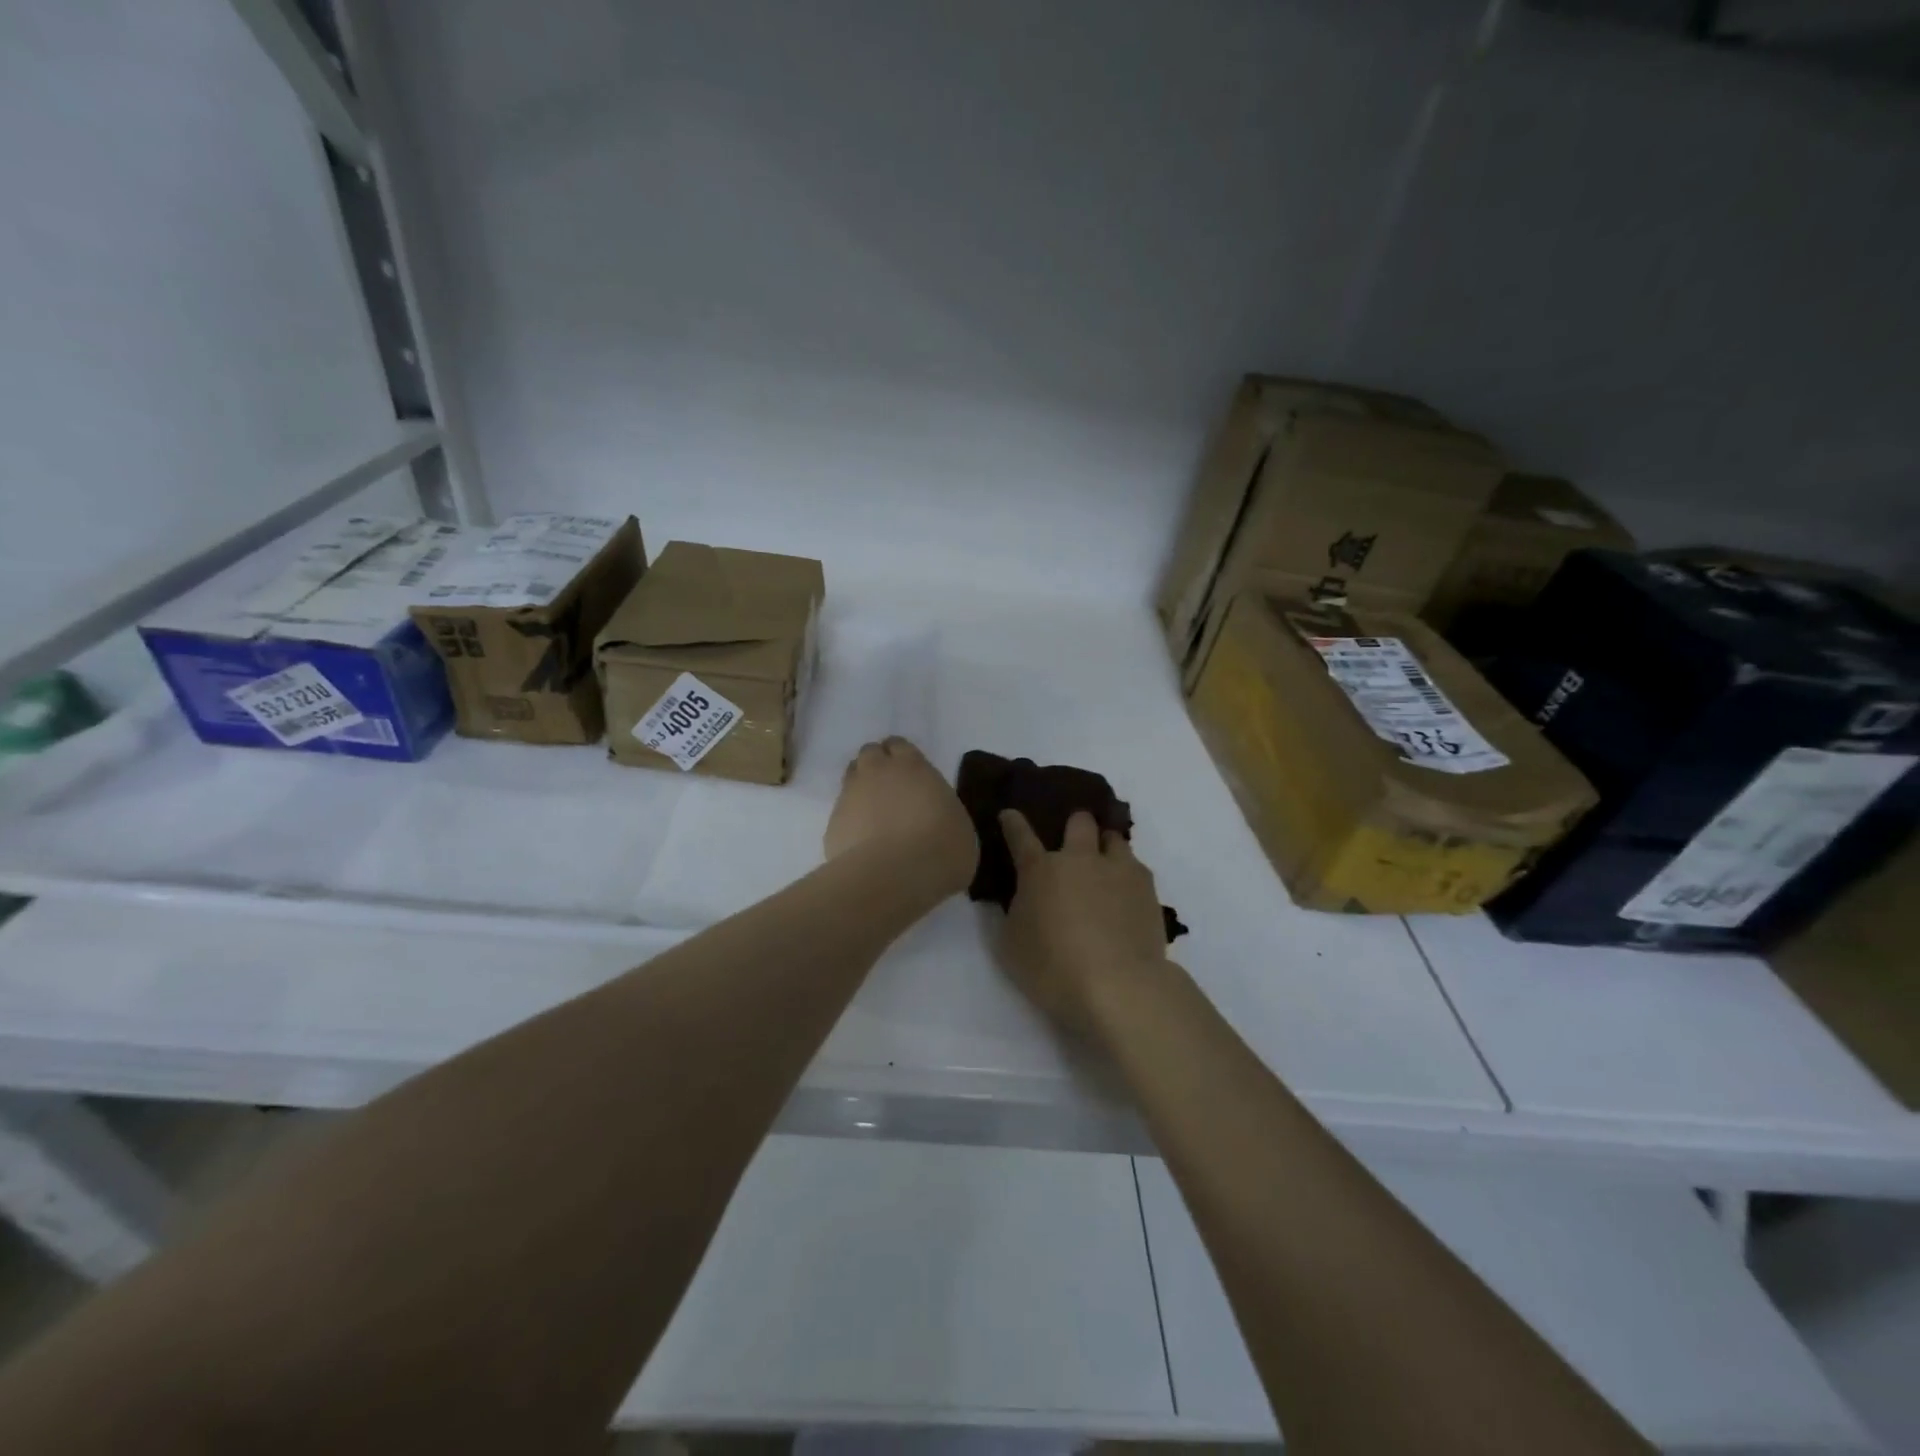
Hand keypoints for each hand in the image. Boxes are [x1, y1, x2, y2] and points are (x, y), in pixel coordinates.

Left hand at [825, 737, 977, 898]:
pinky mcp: (832, 823)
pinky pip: (841, 812)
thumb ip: (941, 810)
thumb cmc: (941, 848)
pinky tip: (863, 841)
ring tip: (875, 813)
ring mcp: (850, 795)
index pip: (898, 745)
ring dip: (861, 788)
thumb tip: (936, 816)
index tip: (909, 773)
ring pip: (851, 778)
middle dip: (877, 765)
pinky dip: (850, 820)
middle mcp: (877, 772)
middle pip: (870, 754)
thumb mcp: (959, 825)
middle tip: (890, 788)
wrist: (894, 876)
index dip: (901, 757)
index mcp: (912, 766)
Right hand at [997, 809, 1168, 1033]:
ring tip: (1105, 867)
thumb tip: (1024, 899)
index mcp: (1040, 870)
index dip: (1013, 823)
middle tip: (1073, 842)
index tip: (1009, 814)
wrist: (1118, 986)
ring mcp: (1118, 870)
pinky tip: (1126, 895)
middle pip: (1079, 822)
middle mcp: (1080, 859)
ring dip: (1106, 846)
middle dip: (1075, 825)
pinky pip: (1136, 867)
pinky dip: (1127, 875)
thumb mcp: (1012, 945)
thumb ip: (1016, 913)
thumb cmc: (1053, 969)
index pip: (1021, 837)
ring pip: (1114, 838)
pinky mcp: (1148, 889)